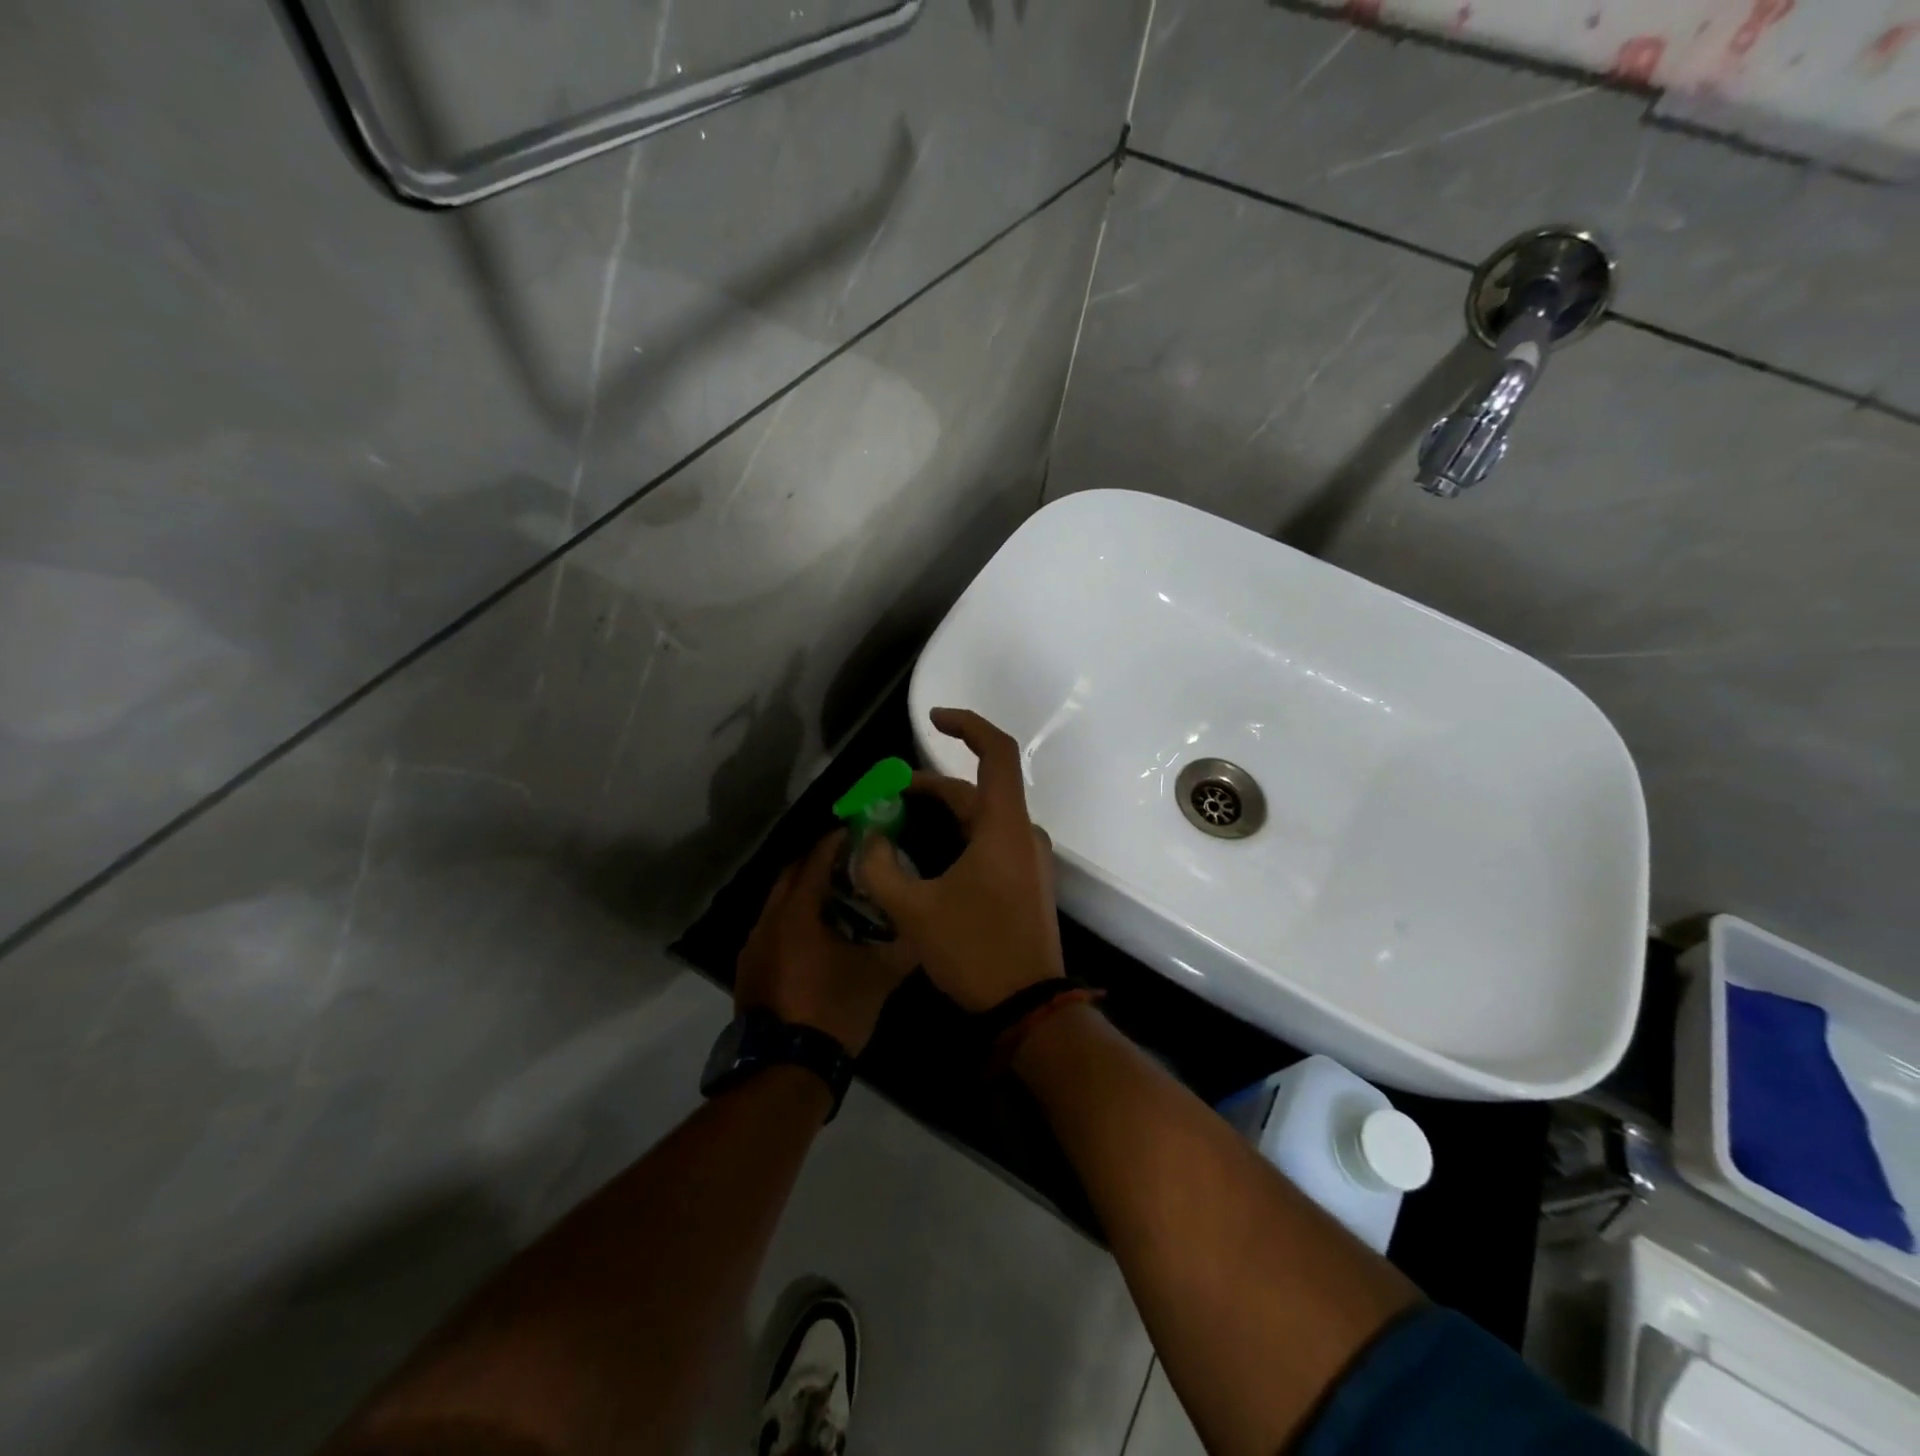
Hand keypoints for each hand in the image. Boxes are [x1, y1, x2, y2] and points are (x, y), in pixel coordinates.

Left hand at [735, 832, 915, 1054]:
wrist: (785, 1069)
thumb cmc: (833, 1011)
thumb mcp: (879, 977)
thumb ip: (904, 946)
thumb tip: (925, 929)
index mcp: (797, 913)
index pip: (815, 860)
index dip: (836, 841)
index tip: (857, 830)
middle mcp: (768, 920)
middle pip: (791, 875)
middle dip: (817, 861)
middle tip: (850, 861)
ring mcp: (753, 946)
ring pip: (778, 903)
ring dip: (804, 892)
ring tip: (838, 898)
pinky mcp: (749, 969)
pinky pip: (772, 927)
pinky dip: (793, 919)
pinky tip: (817, 937)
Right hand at [856, 708, 1064, 1012]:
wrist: (1030, 1008)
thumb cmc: (975, 951)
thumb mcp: (914, 911)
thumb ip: (881, 868)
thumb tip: (867, 839)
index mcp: (1004, 827)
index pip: (996, 752)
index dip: (966, 725)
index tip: (932, 719)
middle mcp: (1023, 834)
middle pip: (977, 790)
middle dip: (929, 787)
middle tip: (885, 797)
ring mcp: (1030, 859)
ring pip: (982, 819)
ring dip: (943, 814)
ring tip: (898, 825)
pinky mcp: (1027, 882)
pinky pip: (991, 842)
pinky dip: (959, 836)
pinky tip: (929, 858)